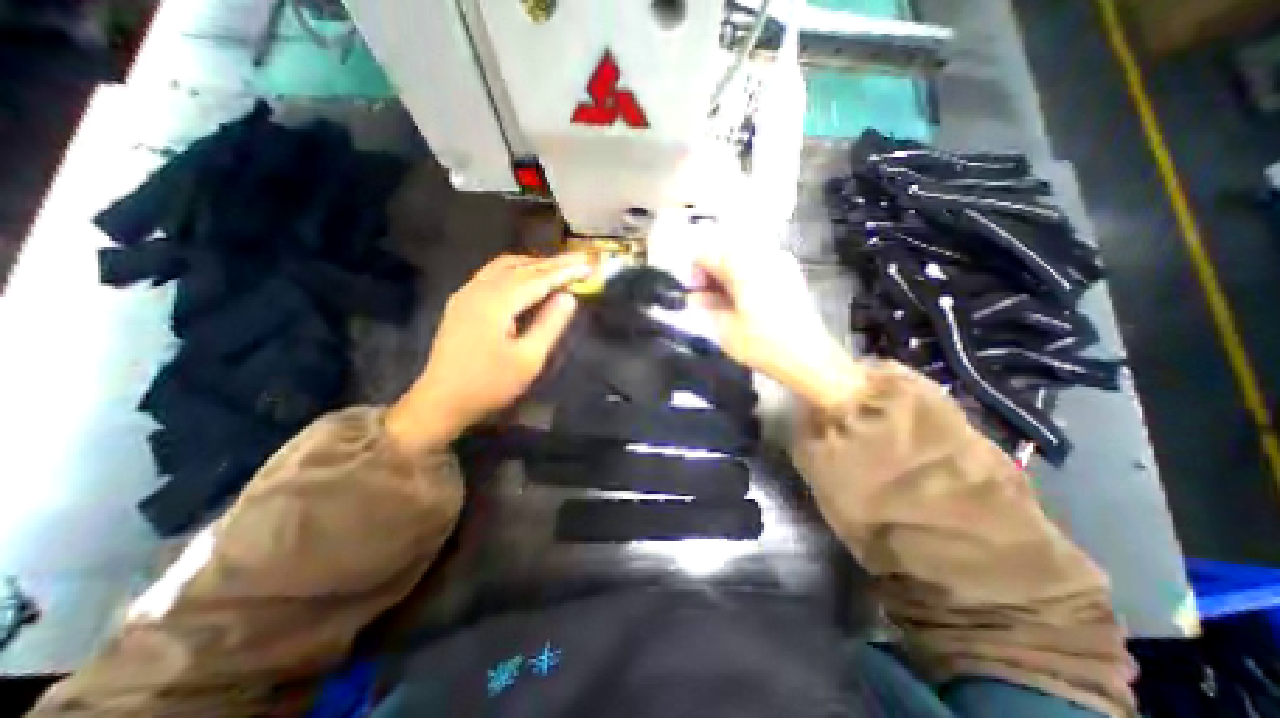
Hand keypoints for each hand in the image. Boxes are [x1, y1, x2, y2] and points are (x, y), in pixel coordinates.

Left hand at [386, 254, 593, 450]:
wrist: (441, 401)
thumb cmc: (489, 384)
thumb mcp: (528, 359)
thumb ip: (550, 324)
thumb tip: (569, 297)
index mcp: (496, 302)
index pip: (538, 278)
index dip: (565, 271)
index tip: (588, 265)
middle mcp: (479, 289)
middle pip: (521, 267)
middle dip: (552, 263)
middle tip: (579, 261)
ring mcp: (466, 294)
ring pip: (504, 267)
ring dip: (533, 265)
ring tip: (557, 268)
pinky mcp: (462, 303)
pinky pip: (493, 275)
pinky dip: (516, 272)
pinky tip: (526, 280)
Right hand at [697, 250, 865, 409]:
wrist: (807, 357)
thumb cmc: (761, 344)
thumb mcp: (723, 327)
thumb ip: (704, 305)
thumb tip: (695, 296)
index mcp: (741, 263)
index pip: (704, 254)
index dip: (694, 275)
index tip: (694, 297)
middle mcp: (761, 253)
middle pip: (723, 251)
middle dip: (710, 274)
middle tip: (708, 300)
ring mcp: (779, 260)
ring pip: (740, 256)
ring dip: (726, 275)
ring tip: (725, 301)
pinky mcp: (790, 272)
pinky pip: (758, 263)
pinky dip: (744, 276)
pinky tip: (745, 299)